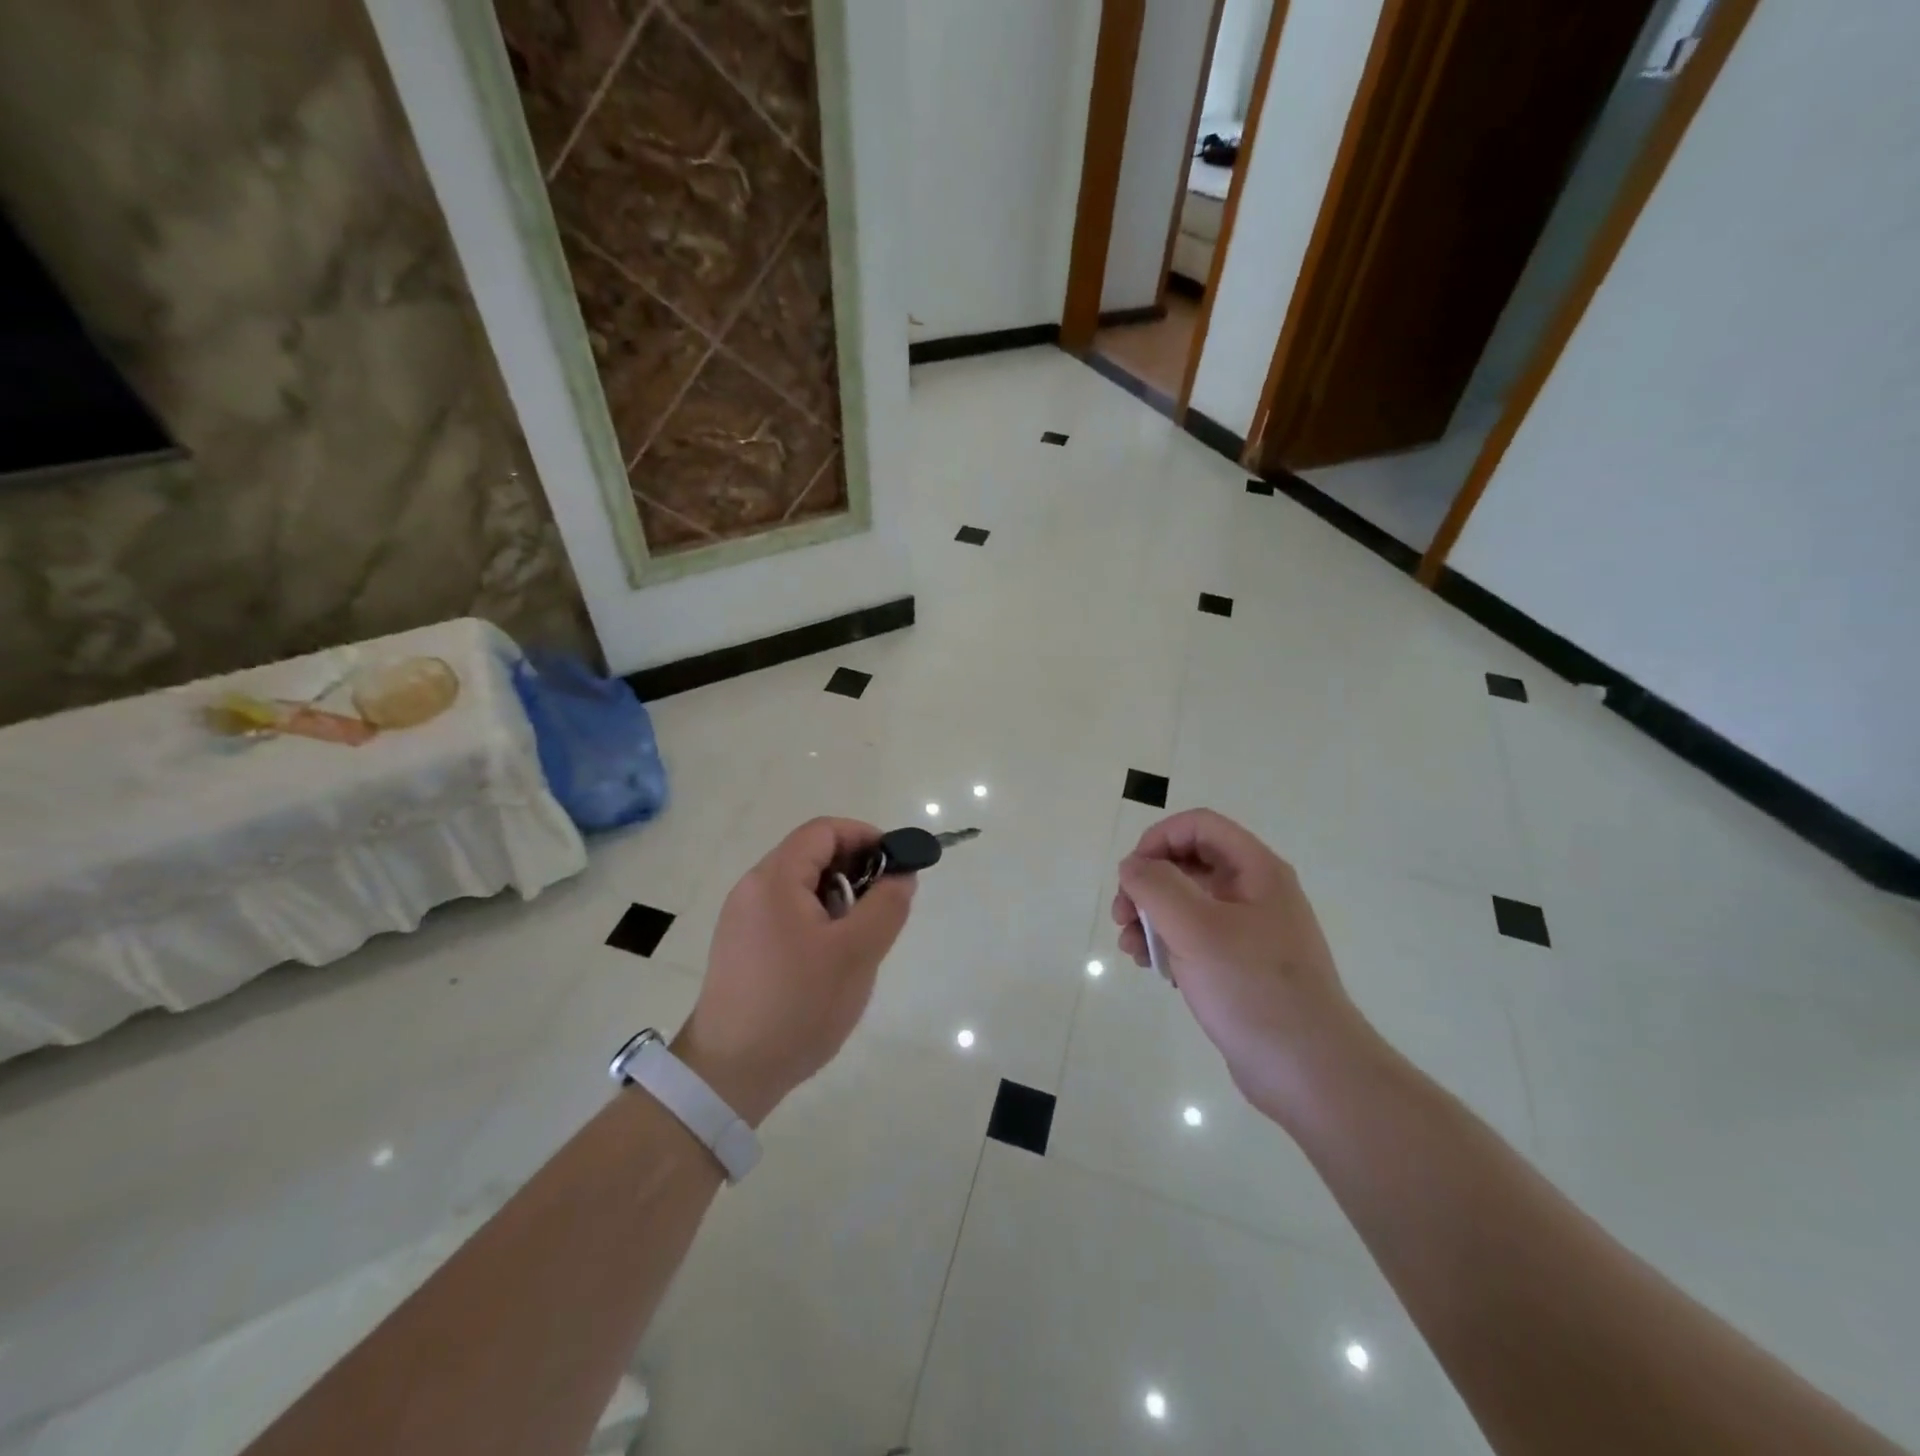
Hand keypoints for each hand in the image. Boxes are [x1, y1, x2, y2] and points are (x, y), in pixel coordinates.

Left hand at [675, 819, 915, 1126]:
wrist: (730, 1073)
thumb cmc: (798, 1005)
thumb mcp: (857, 953)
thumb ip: (887, 905)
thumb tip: (901, 874)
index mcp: (775, 879)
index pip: (824, 830)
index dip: (865, 837)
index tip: (897, 864)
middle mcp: (752, 889)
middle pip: (810, 855)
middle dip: (854, 869)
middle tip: (883, 905)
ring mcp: (742, 919)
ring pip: (800, 886)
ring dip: (837, 898)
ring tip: (858, 939)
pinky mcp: (741, 946)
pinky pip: (786, 913)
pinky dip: (816, 919)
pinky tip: (830, 959)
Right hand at [1112, 809, 1376, 1122]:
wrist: (1309, 1071)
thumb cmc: (1252, 988)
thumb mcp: (1194, 928)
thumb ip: (1155, 886)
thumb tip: (1132, 866)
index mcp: (1256, 870)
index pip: (1198, 826)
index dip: (1158, 839)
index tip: (1131, 874)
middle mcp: (1255, 892)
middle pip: (1189, 863)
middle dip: (1147, 883)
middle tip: (1121, 916)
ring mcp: (1250, 931)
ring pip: (1188, 903)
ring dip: (1151, 917)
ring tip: (1131, 949)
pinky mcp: (1241, 966)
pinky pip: (1196, 938)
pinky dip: (1168, 944)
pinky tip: (1153, 969)